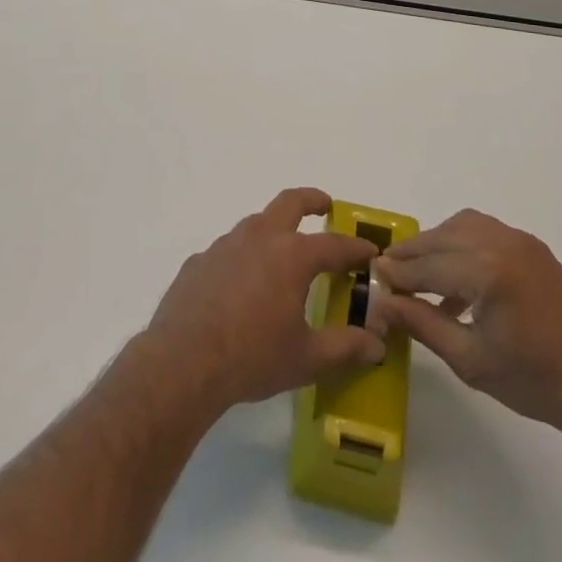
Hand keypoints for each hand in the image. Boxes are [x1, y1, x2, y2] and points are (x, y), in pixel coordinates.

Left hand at [142, 188, 385, 414]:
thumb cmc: (253, 356)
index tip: (371, 251)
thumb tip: (377, 345)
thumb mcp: (307, 359)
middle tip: (325, 206)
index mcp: (291, 255)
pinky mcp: (200, 261)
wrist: (183, 361)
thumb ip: (345, 348)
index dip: (355, 248)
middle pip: (290, 203)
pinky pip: (229, 250)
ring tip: (283, 254)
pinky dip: (244, 258)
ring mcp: (225, 245)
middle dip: (312, 200)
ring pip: (256, 223)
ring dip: (274, 229)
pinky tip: (241, 286)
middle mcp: (259, 238)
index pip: (334, 245)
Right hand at [372, 208, 561, 438]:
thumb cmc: (535, 381)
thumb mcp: (470, 360)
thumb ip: (422, 324)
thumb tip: (382, 304)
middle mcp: (502, 243)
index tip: (372, 277)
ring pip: (462, 226)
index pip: (428, 266)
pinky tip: (455, 281)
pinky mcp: (532, 248)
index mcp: (487, 270)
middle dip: (412, 253)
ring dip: (436, 244)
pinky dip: (461, 245)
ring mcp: (520, 241)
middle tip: (388, 272)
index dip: (397, 273)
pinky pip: (484, 232)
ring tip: (418, 273)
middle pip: (442, 237)